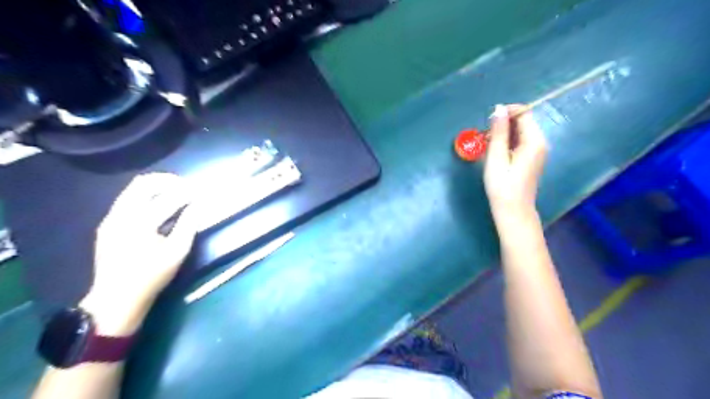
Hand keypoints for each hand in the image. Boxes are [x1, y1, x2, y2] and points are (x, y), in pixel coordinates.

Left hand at [79, 173, 193, 334]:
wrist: (116, 299)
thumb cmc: (152, 276)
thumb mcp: (177, 252)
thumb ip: (188, 225)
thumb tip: (197, 205)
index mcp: (139, 223)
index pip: (167, 198)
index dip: (187, 192)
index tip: (200, 192)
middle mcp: (121, 215)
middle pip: (143, 184)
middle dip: (167, 181)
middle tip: (185, 186)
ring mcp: (110, 219)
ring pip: (132, 190)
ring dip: (155, 187)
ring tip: (174, 191)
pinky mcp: (107, 224)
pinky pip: (126, 200)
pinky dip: (144, 196)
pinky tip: (157, 205)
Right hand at [483, 103, 548, 226]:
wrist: (513, 210)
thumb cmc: (502, 186)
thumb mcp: (496, 157)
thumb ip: (498, 132)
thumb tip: (499, 109)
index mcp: (534, 141)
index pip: (524, 113)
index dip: (506, 112)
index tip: (488, 123)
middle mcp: (540, 142)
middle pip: (523, 121)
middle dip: (503, 124)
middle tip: (485, 137)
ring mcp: (537, 151)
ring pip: (520, 131)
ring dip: (503, 133)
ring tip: (487, 145)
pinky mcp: (532, 158)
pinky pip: (520, 141)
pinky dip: (507, 142)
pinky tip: (496, 153)